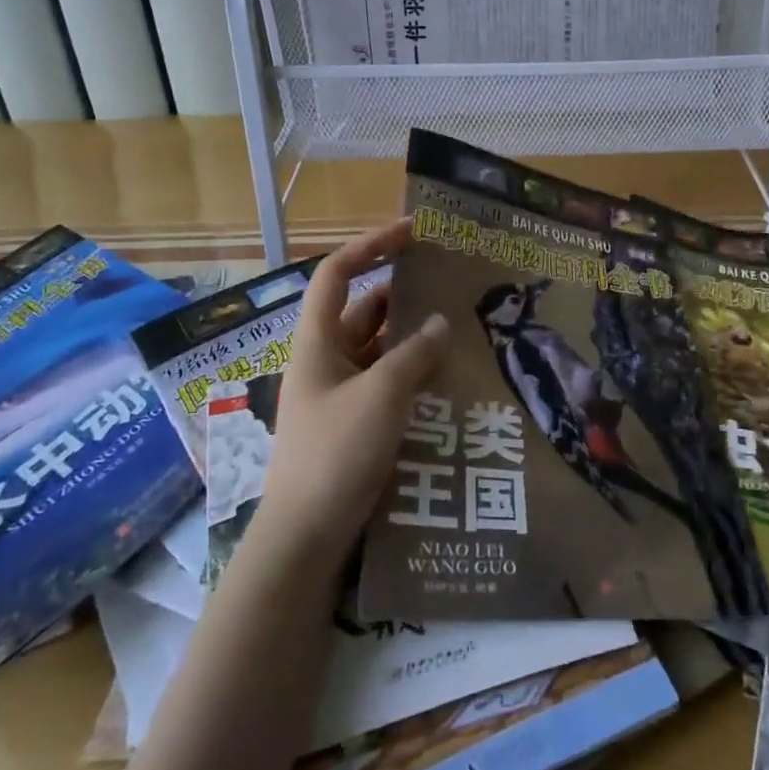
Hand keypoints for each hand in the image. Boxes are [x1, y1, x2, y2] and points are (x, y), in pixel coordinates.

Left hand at [250, 219, 447, 582]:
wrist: (306, 538)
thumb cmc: (336, 453)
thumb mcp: (381, 395)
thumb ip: (414, 354)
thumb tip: (441, 323)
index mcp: (318, 341)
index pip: (338, 274)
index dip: (370, 244)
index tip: (412, 231)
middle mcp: (325, 360)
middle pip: (365, 310)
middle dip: (405, 296)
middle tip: (453, 288)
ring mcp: (339, 393)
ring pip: (380, 350)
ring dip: (414, 340)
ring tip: (462, 331)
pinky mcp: (353, 424)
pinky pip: (386, 384)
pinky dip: (413, 375)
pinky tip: (448, 380)